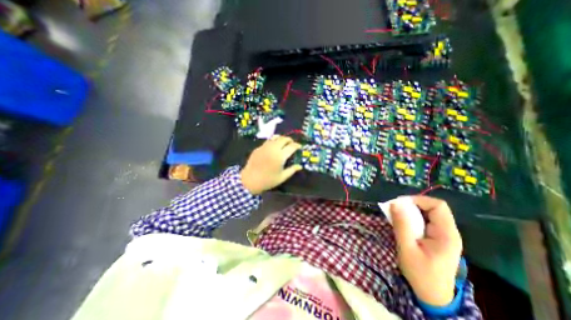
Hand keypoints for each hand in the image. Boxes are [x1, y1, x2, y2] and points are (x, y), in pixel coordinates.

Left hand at [239, 134, 302, 194]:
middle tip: (292, 144)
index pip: (292, 146)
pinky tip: (274, 146)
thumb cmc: (268, 180)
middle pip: (284, 139)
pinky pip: (268, 141)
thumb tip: (300, 166)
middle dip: (290, 140)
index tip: (300, 147)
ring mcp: (265, 147)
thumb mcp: (282, 177)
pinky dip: (273, 141)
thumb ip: (292, 170)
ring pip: (275, 137)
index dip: (297, 145)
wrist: (250, 180)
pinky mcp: (258, 148)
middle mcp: (273, 149)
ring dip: (281, 138)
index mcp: (280, 156)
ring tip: (284, 142)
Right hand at [391, 197, 459, 306]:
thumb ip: (401, 225)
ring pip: (427, 213)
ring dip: (410, 211)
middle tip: (395, 209)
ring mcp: (443, 235)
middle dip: (412, 205)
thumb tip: (395, 203)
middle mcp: (448, 232)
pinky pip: (424, 221)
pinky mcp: (437, 238)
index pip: (438, 206)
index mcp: (446, 235)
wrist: (433, 296)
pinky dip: (411, 218)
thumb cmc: (420, 273)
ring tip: (396, 216)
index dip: (418, 200)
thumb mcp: (407, 249)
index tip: (400, 203)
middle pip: (432, 208)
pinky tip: (402, 224)